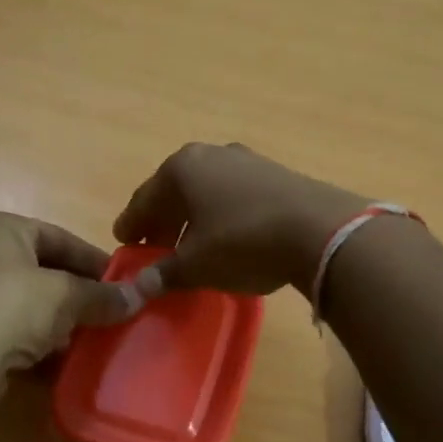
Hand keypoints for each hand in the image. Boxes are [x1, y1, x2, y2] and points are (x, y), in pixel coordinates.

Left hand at [0, 212, 134, 402]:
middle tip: (112, 312)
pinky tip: (64, 359)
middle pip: (44, 269)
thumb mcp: (65, 296)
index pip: (59, 237)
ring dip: (61, 320)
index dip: (95, 260)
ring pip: (30, 302)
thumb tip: (142, 295)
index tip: (124, 283)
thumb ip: (103, 295)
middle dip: (79, 293)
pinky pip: (14, 329)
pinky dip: (39, 341)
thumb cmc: (9, 309)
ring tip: (94, 337)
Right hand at [113, 143, 368, 299]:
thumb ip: (164, 273)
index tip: (123, 242)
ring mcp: (245, 160)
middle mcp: (210, 155)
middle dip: (162, 222)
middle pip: (175, 192)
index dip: (131, 224)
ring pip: (206, 192)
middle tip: (154, 250)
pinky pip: (233, 195)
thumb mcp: (196, 264)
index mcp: (181, 169)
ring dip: (193, 219)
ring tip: (190, 247)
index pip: (144, 200)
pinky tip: (226, 237)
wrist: (319, 230)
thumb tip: (138, 286)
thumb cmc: (242, 242)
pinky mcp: (275, 174)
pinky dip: (220, 215)